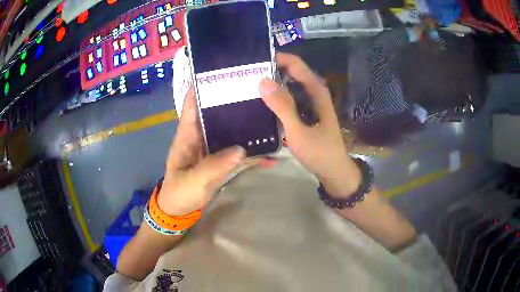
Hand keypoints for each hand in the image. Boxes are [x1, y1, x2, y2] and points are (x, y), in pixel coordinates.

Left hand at [158, 88, 273, 215]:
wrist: (180, 210)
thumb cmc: (179, 192)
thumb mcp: (193, 181)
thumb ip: (214, 166)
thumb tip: (241, 149)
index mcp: (188, 133)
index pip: (193, 102)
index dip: (202, 85)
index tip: (221, 71)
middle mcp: (202, 135)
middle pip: (217, 112)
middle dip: (232, 100)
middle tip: (257, 89)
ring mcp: (214, 147)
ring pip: (231, 130)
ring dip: (247, 124)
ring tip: (270, 113)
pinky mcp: (222, 160)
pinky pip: (239, 152)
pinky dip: (254, 152)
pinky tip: (272, 153)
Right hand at [259, 53, 360, 197]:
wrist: (333, 171)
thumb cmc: (319, 152)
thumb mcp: (299, 130)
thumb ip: (282, 106)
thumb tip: (262, 80)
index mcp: (315, 90)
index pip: (295, 64)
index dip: (276, 58)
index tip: (254, 61)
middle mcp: (313, 92)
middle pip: (290, 72)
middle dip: (270, 71)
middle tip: (245, 75)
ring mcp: (309, 103)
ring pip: (288, 86)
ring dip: (271, 85)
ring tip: (247, 86)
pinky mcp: (305, 113)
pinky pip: (288, 99)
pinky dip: (275, 98)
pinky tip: (260, 104)